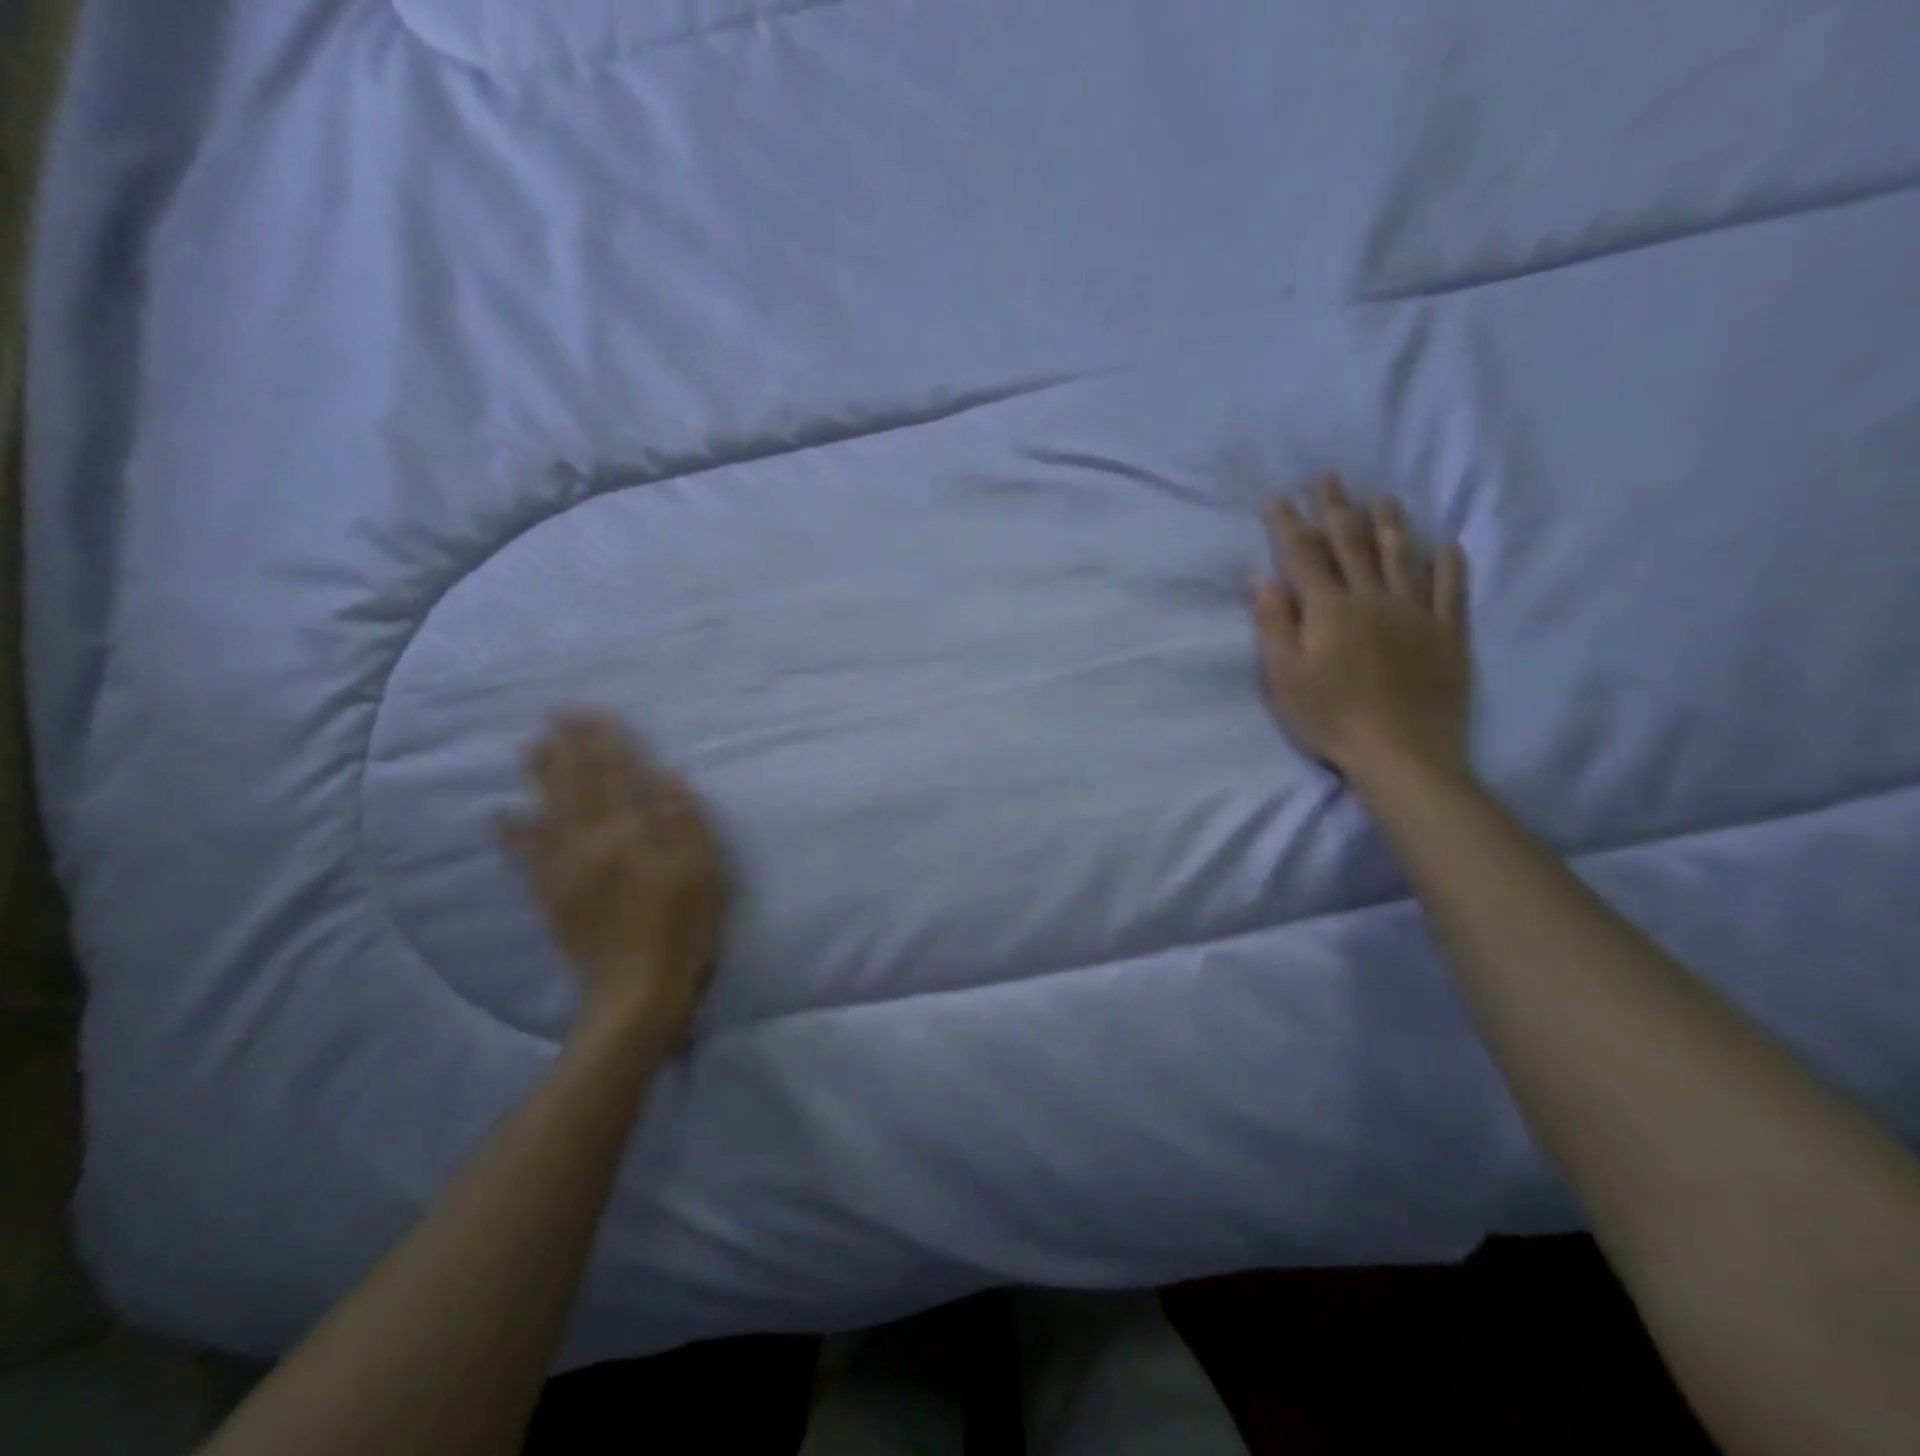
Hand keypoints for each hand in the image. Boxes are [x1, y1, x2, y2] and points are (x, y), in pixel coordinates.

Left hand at [498, 711, 726, 1043]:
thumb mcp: (701, 872)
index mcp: (628, 834)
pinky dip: (512, 833)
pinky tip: (500, 815)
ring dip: (538, 777)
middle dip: (567, 748)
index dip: (603, 742)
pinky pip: (525, 857)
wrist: (637, 990)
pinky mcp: (551, 896)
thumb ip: (683, 822)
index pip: (614, 776)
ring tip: (529, 747)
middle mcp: (589, 843)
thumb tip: (667, 776)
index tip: (593, 711)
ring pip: (547, 811)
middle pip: (575, 786)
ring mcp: (563, 870)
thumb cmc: (682, 927)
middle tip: (555, 714)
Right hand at [1251, 475, 1470, 781]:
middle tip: (1329, 478)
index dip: (1289, 524)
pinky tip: (1449, 544)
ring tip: (1382, 497)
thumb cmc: (1330, 717)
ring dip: (1390, 524)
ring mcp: (1415, 614)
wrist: (1401, 753)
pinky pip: (1450, 590)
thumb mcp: (1285, 676)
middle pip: (1352, 545)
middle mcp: (1373, 599)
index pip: (1304, 556)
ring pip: (1402, 557)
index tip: (1276, 498)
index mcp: (1330, 610)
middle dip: (1337, 509)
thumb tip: (1261, 577)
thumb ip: (1274, 624)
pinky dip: (1450, 565)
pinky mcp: (1447, 634)